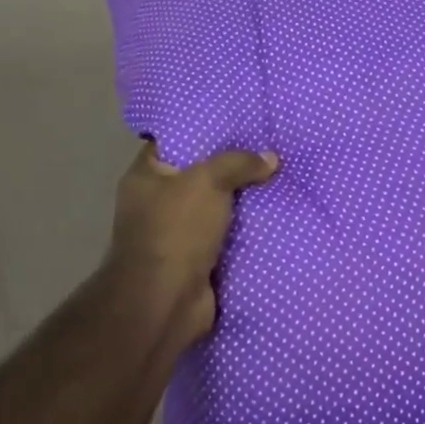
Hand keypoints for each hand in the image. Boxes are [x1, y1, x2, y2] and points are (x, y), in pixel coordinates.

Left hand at [103, 139, 278, 352]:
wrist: (166, 302)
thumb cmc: (176, 230)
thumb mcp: (208, 181)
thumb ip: (239, 163)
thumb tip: (270, 158)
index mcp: (146, 176)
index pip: (173, 140)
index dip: (203, 129)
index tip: (237, 121)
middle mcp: (156, 203)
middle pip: (199, 174)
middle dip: (231, 165)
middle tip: (267, 147)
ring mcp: (176, 234)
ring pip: (216, 206)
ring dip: (242, 200)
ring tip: (279, 177)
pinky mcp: (196, 260)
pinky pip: (226, 236)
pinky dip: (246, 230)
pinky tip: (275, 213)